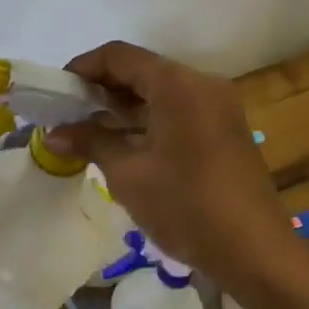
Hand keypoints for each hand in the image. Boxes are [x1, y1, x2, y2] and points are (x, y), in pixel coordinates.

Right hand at [45, 42, 293, 290]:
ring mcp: (217, 107)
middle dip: (101, 88)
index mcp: (177, 84)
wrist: (255, 253)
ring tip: (87, 131)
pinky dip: (147, 120)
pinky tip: (121, 144)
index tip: (56, 92)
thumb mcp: (128, 173)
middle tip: (67, 113)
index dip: (83, 68)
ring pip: (159, 92)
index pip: (119, 56)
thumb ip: (90, 142)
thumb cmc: (185, 205)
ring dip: (123, 106)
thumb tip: (53, 133)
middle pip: (141, 70)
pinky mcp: (224, 130)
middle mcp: (201, 84)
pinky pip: (177, 111)